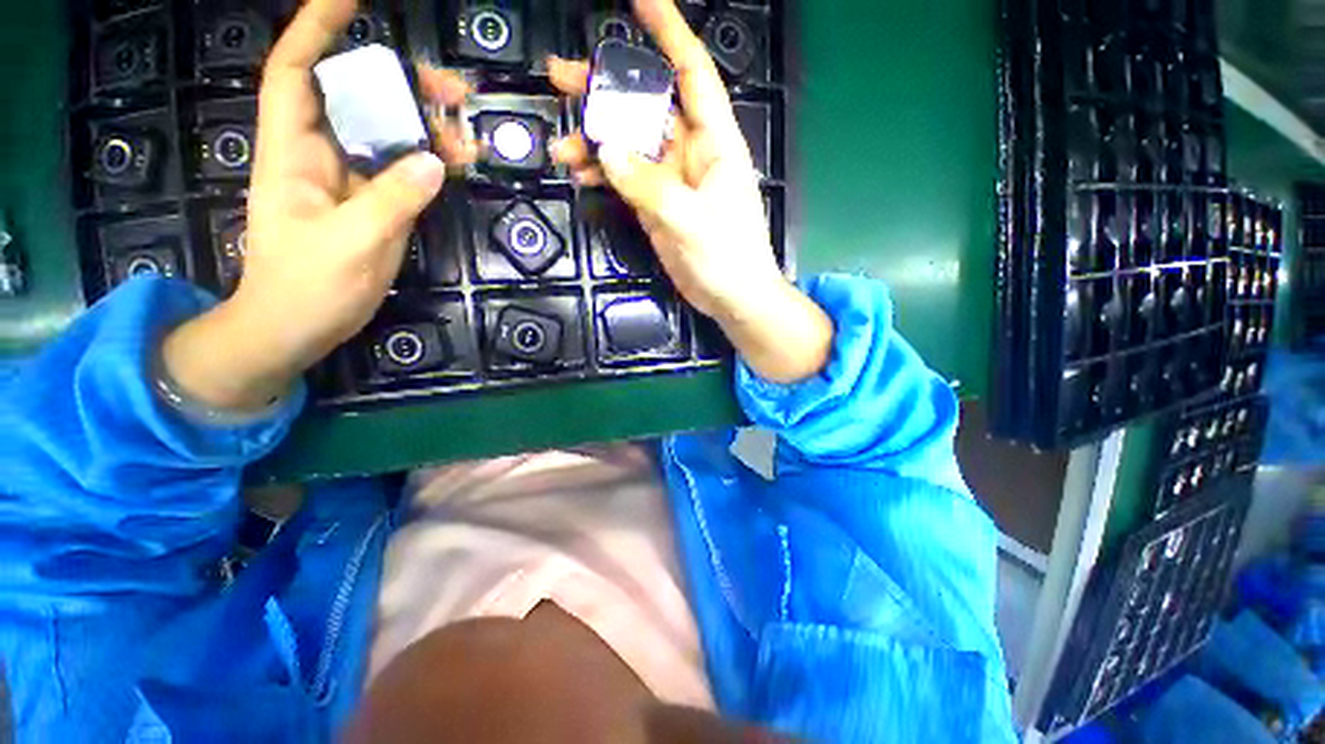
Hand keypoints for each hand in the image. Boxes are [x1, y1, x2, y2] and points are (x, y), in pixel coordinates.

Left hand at [163, 0, 476, 412]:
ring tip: (466, 133)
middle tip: (451, 90)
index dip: (317, 29)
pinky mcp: (371, 203)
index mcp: (293, 152)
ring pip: (385, 135)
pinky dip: (429, 163)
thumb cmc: (307, 287)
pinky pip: (402, 171)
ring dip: (425, 126)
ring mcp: (348, 180)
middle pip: (355, 97)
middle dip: (399, 82)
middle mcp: (319, 155)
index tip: (353, 0)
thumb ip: (392, 200)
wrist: (297, 326)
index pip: (296, 71)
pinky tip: (456, 164)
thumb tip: (435, 160)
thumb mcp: (352, 244)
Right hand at [548, 0, 831, 382]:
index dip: (668, 33)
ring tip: (561, 144)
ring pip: (630, 145)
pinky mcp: (657, 206)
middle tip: (560, 77)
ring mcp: (671, 181)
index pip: (692, 73)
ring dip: (596, 140)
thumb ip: (649, 186)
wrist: (732, 298)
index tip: (638, 0)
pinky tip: (582, 174)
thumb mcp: (691, 219)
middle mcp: (691, 153)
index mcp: (714, 142)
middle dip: (607, 90)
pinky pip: (626, 179)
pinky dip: (605, 174)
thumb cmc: (727, 257)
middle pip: (647, 106)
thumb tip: (607, 153)